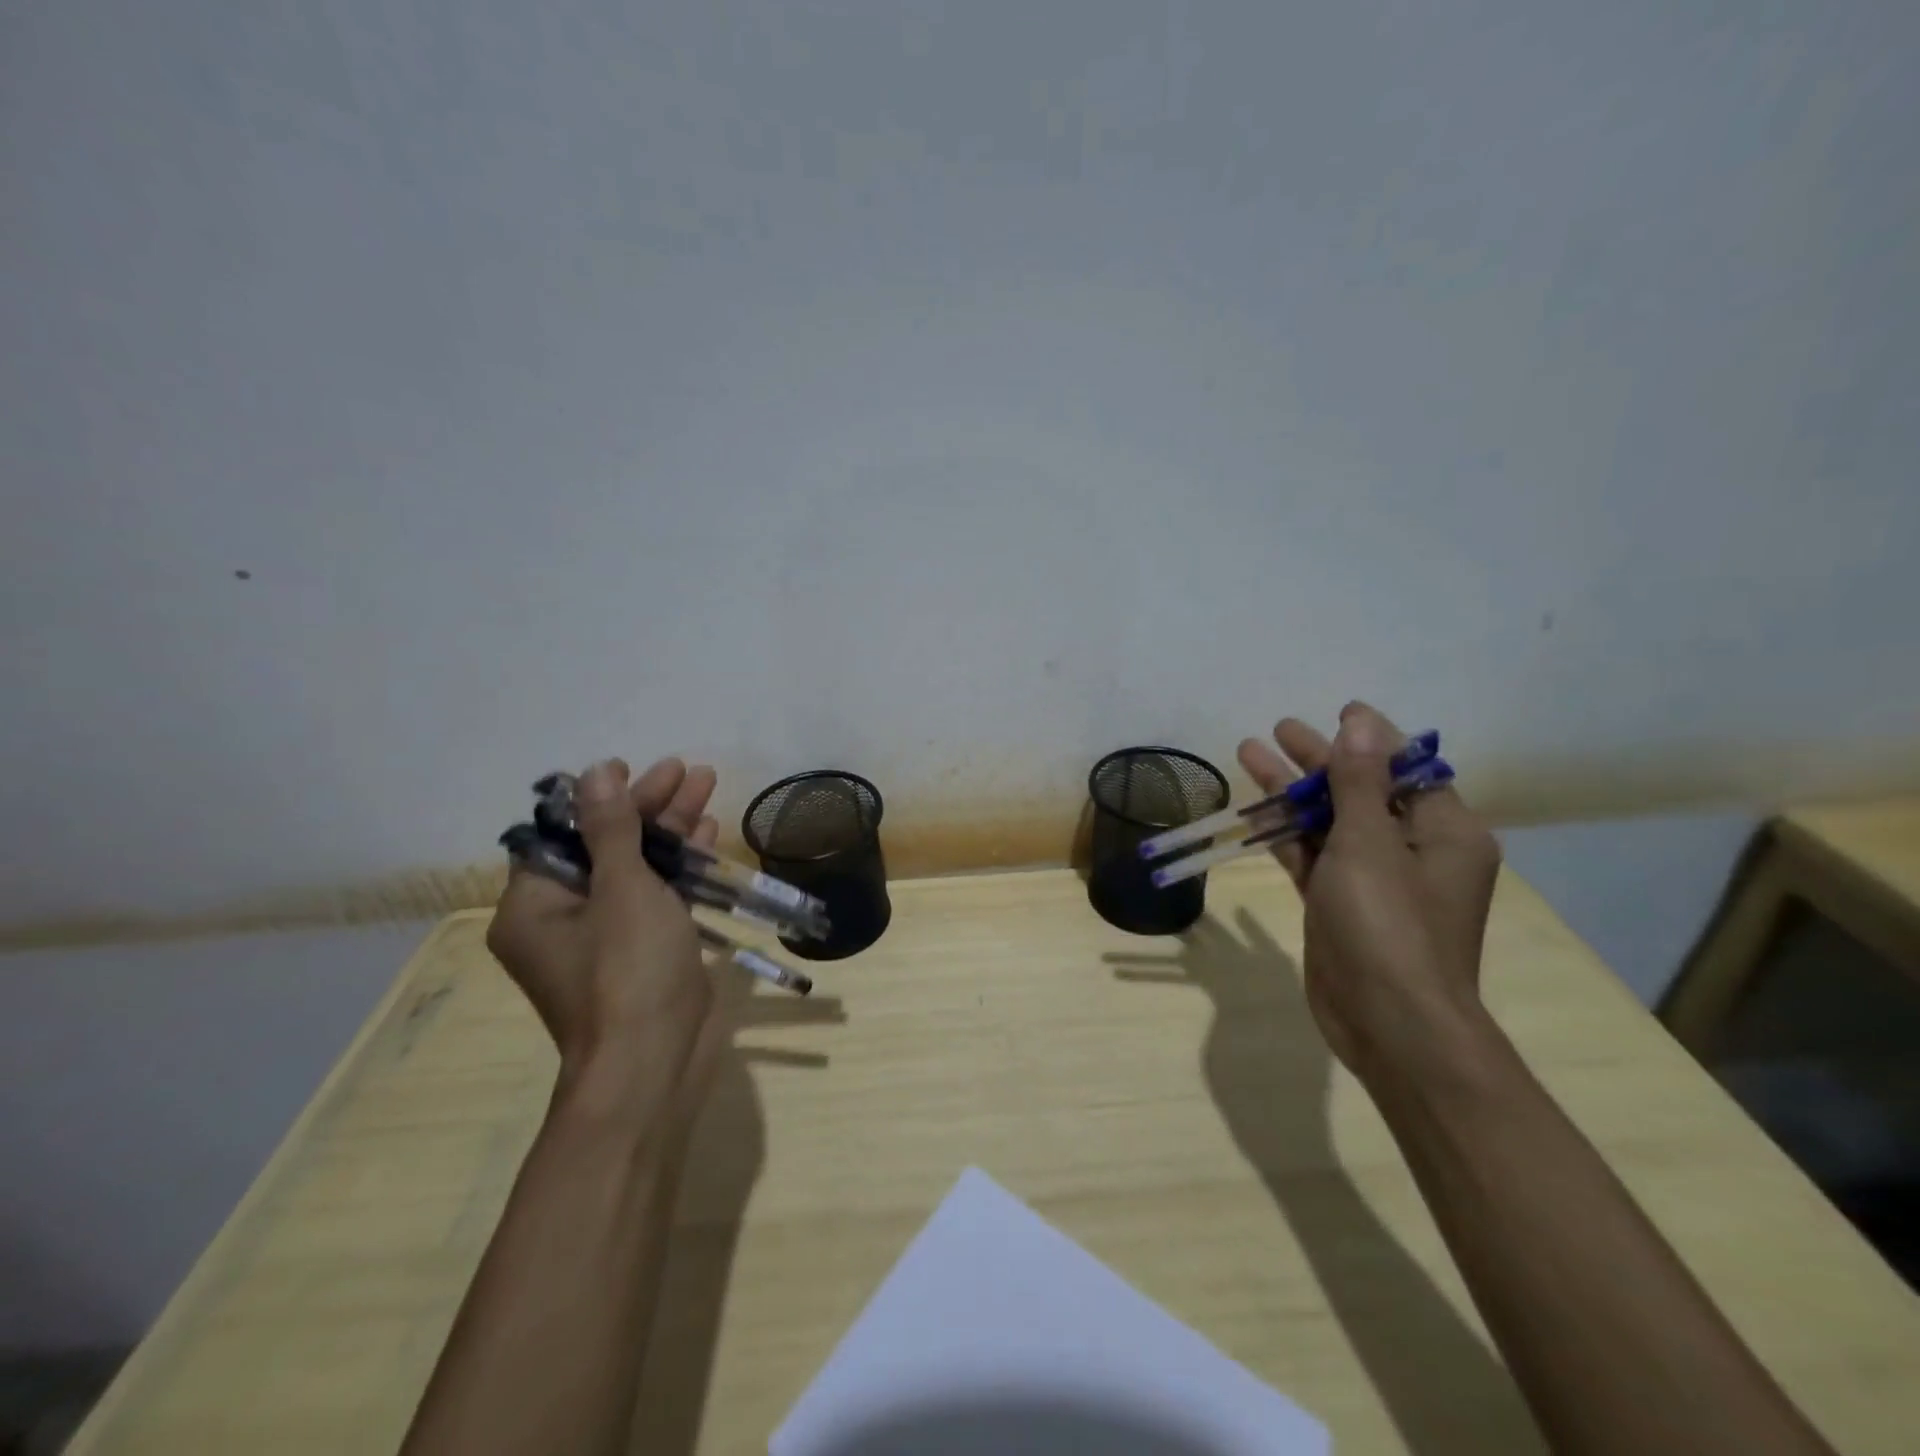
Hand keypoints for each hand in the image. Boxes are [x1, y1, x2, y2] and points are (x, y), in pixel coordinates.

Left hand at [486, 757, 728, 1113]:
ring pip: (637, 868)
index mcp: (535, 905)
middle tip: (685, 771)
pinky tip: (708, 835)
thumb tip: (594, 773)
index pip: (564, 833)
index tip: (634, 768)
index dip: (600, 797)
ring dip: (671, 829)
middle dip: (648, 807)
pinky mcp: (643, 951)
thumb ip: (612, 829)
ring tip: (706, 786)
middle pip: (606, 844)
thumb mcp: (622, 889)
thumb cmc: (628, 971)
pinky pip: (657, 895)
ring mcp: (607, 936)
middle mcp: (563, 918)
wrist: (653, 1064)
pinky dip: (680, 866)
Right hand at [1238, 702, 1501, 1079]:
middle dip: (1319, 761)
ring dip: (1291, 792)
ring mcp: (1373, 880)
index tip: (1338, 711)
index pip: (1407, 769)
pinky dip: (1285, 834)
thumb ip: (1359, 781)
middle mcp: (1413, 851)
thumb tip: (1360, 722)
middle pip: (1361, 791)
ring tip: (1249, 753)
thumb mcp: (1370, 843)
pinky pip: (1312, 856)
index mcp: (1444, 832)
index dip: (1371, 738)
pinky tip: (1253, 812)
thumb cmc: (1389, 925)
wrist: (1388, 1024)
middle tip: (1279, 730)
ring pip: (1329, 822)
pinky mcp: (1339, 904)